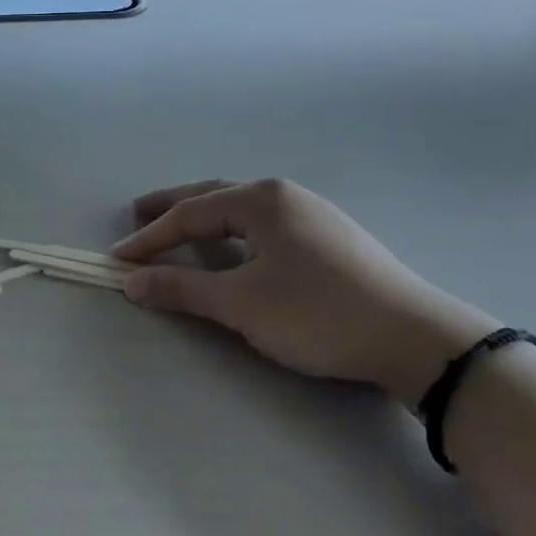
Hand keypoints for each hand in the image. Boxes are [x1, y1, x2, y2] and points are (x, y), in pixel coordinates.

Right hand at [113, 179, 499, 403]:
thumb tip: (132, 281)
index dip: (150, 238)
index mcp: (261, 200)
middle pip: (214, 196)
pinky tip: (235, 248)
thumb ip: (182, 289)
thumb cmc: (317, 313)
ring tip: (179, 230)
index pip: (190, 213)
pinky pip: (265, 225)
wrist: (416, 339)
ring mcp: (312, 214)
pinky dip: (234, 232)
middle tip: (138, 215)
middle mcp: (284, 195)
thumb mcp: (241, 303)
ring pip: (242, 210)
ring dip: (205, 218)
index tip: (119, 259)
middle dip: (173, 208)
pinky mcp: (330, 238)